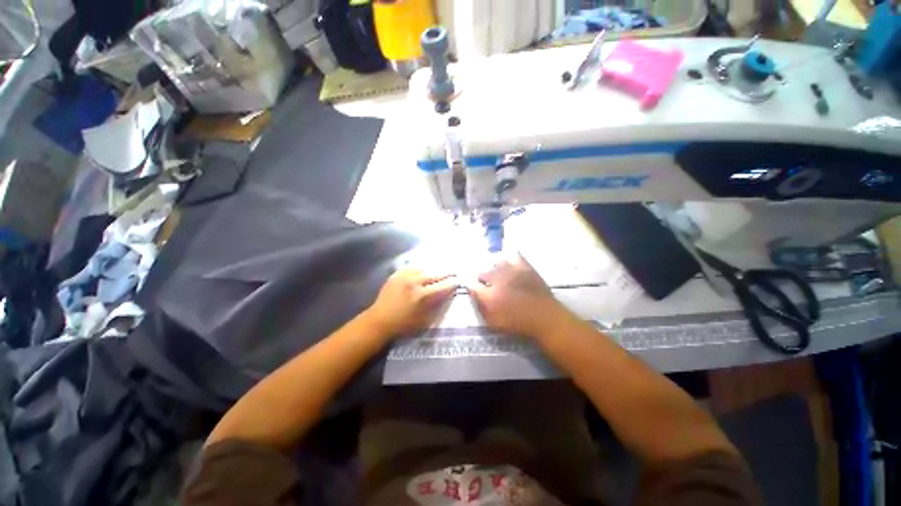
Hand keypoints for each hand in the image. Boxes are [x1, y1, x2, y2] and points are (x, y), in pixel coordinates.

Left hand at [365, 268, 457, 336]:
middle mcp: (414, 282)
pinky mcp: (396, 275)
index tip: (458, 281)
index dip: (452, 283)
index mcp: (421, 295)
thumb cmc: (404, 324)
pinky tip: (424, 270)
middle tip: (454, 272)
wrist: (379, 321)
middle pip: (434, 274)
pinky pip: (412, 268)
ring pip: (424, 269)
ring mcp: (404, 276)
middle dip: (446, 273)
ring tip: (441, 270)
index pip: (442, 286)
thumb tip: (447, 294)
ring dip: (433, 270)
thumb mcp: (424, 319)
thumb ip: (436, 304)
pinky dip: (420, 269)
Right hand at [467, 254, 570, 338]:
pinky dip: (509, 258)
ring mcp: (512, 271)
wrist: (545, 318)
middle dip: (481, 277)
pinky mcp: (525, 266)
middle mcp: (498, 280)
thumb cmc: (518, 324)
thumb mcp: (494, 323)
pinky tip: (510, 264)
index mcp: (489, 296)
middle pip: (482, 271)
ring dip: (494, 269)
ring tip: (499, 275)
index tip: (473, 287)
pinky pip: (513, 255)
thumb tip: (473, 294)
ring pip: (495, 262)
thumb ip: (481, 307)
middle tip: (487, 284)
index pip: (471, 284)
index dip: (470, 285)